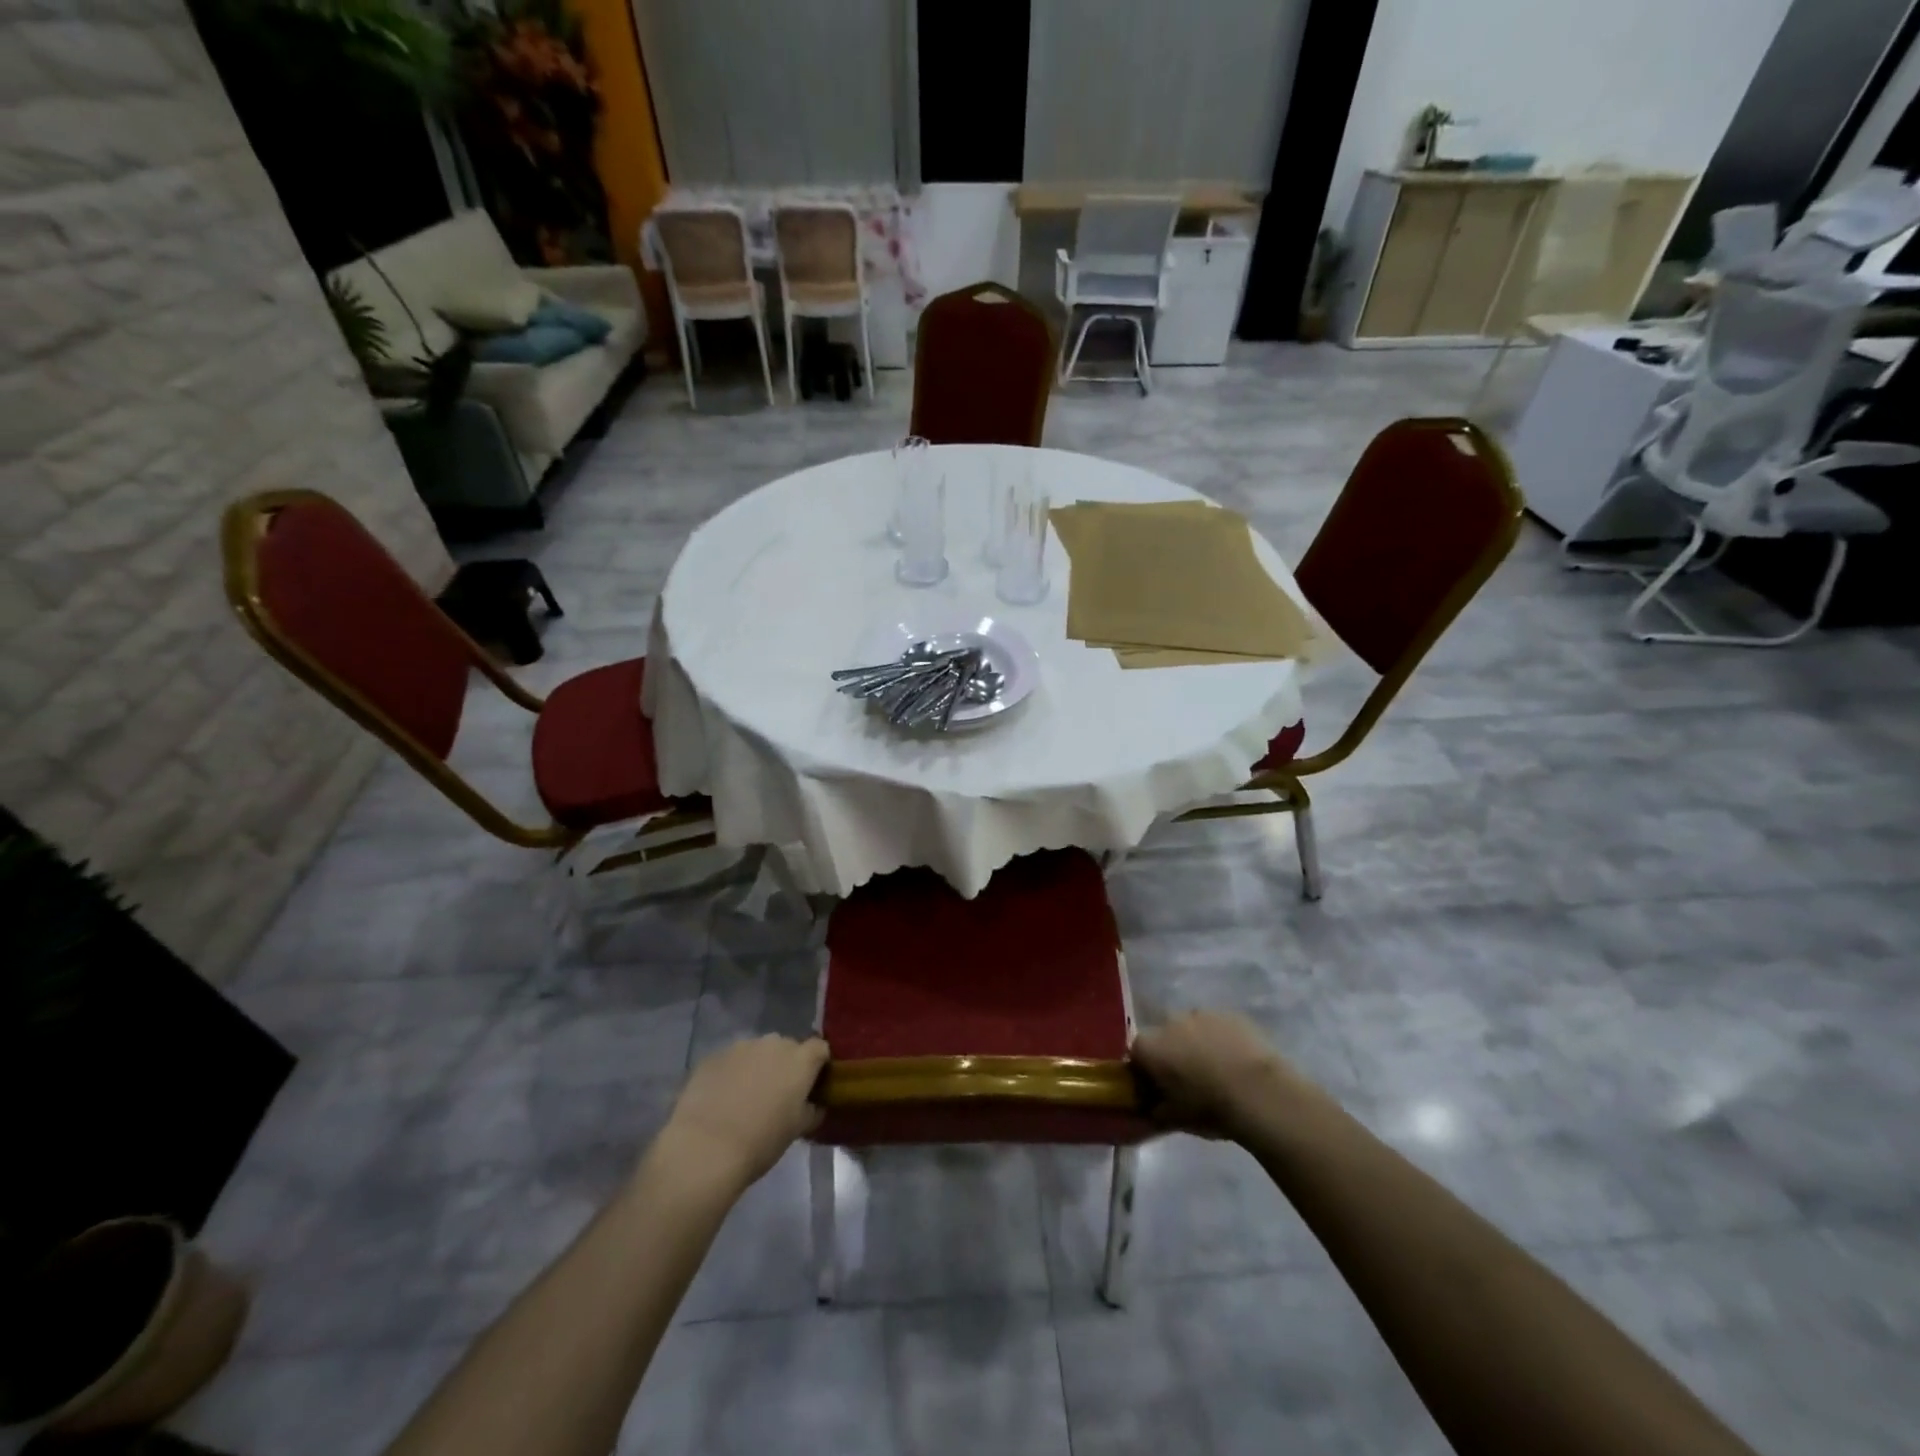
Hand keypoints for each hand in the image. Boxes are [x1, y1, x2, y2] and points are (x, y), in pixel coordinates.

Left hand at [659, 1035, 829, 1193]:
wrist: (704, 1149)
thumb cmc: (760, 1142)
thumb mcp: (797, 1130)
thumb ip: (812, 1111)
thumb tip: (815, 1105)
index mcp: (800, 1060)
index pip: (820, 1049)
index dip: (819, 1065)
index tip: (813, 1086)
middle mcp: (773, 1043)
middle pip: (787, 1047)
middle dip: (786, 1066)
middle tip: (778, 1095)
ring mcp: (741, 1046)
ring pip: (757, 1052)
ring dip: (758, 1067)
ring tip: (746, 1097)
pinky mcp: (713, 1056)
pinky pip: (731, 1060)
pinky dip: (732, 1073)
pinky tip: (722, 1099)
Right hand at [1133, 1010, 1322, 1139]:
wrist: (1259, 1093)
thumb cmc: (1210, 1108)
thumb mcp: (1175, 1119)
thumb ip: (1155, 1109)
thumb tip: (1151, 1106)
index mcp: (1149, 1046)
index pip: (1136, 1054)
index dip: (1146, 1071)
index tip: (1158, 1089)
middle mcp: (1170, 1021)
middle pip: (1164, 1036)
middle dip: (1172, 1053)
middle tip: (1188, 1080)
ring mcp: (1201, 1013)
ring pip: (1192, 1028)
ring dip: (1197, 1044)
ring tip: (1217, 1071)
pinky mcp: (1230, 1013)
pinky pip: (1218, 1027)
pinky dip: (1222, 1040)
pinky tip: (1237, 1062)